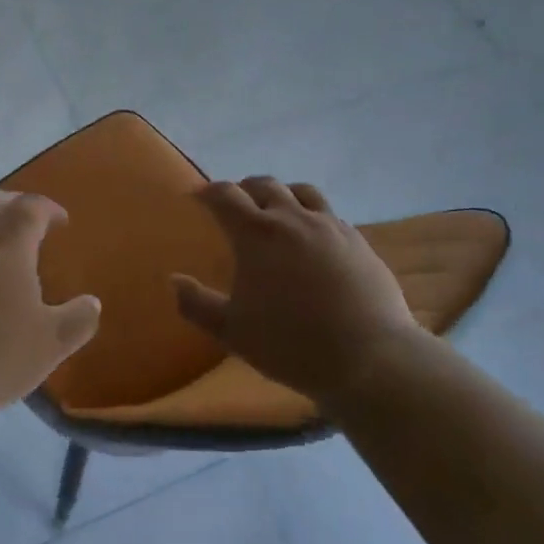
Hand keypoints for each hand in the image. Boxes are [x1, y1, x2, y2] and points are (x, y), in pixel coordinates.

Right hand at [173, 177, 436, 409]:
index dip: (208, 192)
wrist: (369, 357)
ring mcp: (329, 226)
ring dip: (281, 194)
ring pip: (300, 191)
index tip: (198, 196)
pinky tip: (313, 236)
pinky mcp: (357, 240)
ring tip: (276, 209)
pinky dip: (311, 214)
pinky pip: (329, 213)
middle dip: (243, 189)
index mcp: (256, 234)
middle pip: (264, 185)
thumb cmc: (291, 344)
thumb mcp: (232, 332)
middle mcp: (292, 218)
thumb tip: (174, 280)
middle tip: (234, 203)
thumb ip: (197, 304)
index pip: (226, 196)